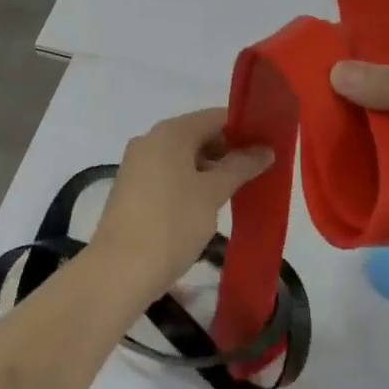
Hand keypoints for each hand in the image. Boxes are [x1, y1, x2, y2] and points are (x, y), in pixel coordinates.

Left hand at [91, 109, 272, 296]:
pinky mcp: (132, 188)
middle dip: (229, 150)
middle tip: (259, 171)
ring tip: (239, 190)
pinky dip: (191, 181)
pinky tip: (208, 204)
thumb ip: (240, 167)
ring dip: (211, 169)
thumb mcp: (212, 193)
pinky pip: (169, 174)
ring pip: (183, 156)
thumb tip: (265, 149)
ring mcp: (137, 164)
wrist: (118, 271)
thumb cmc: (171, 224)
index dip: (244, 128)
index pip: (216, 117)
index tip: (269, 145)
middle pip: (198, 134)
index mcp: (170, 132)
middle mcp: (150, 140)